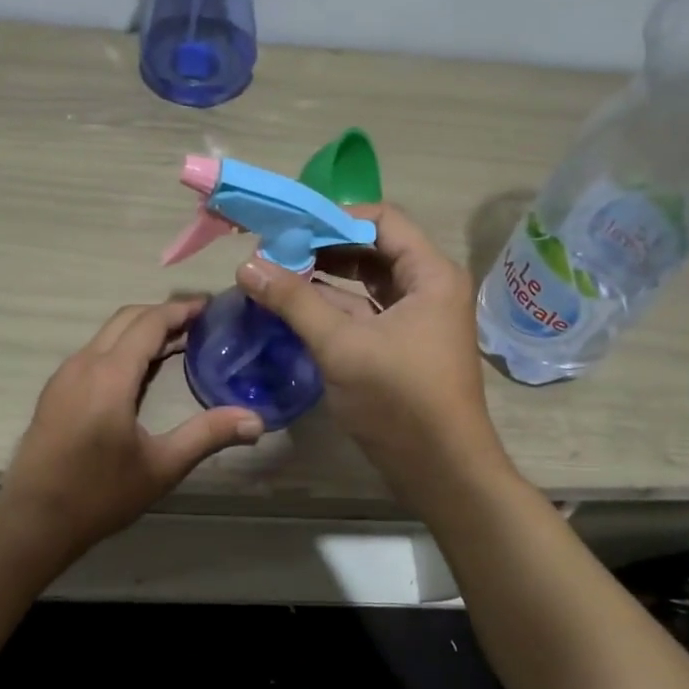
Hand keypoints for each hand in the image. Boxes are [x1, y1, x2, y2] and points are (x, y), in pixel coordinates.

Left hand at [0, 298, 263, 555]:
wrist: (32, 521)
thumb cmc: (99, 494)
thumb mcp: (161, 467)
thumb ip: (207, 435)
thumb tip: (257, 421)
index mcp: (110, 375)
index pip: (150, 322)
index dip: (181, 310)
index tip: (212, 307)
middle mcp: (84, 364)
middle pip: (127, 318)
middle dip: (164, 314)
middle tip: (201, 323)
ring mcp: (65, 376)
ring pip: (107, 334)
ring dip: (142, 330)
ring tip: (179, 343)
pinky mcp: (56, 391)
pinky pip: (94, 352)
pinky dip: (123, 347)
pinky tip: (141, 372)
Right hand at [235, 204, 506, 498]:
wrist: (442, 470)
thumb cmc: (399, 400)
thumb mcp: (342, 346)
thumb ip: (294, 301)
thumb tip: (247, 265)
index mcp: (431, 274)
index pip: (381, 220)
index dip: (333, 218)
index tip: (288, 226)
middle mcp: (429, 287)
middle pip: (373, 248)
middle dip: (323, 247)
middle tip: (275, 249)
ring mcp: (417, 318)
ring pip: (366, 281)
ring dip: (325, 276)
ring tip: (277, 273)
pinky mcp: (403, 344)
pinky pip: (365, 311)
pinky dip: (333, 306)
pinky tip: (295, 305)